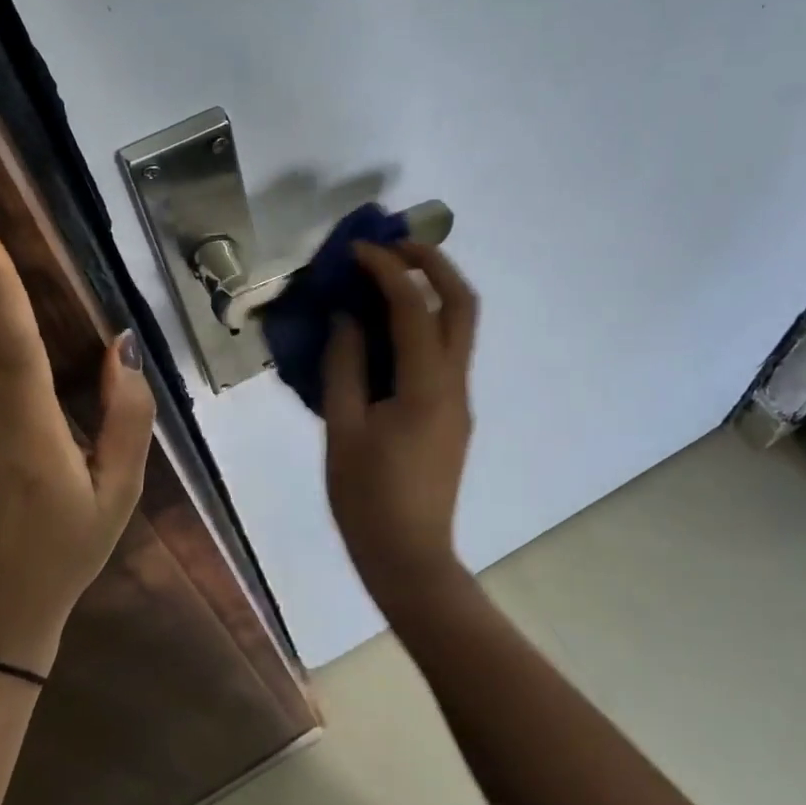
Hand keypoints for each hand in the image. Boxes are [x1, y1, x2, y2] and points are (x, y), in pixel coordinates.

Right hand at [322, 241, 478, 616]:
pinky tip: (388, 327)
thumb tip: (347, 318)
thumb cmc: (367, 500)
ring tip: (389, 274)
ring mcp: (460, 399)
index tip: (356, 250)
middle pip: (463, 304)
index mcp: (427, 387)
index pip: (414, 308)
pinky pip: (446, 351)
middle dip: (433, 263)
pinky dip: (425, 322)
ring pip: (461, 326)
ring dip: (432, 289)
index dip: (386, 270)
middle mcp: (455, 384)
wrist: (410, 559)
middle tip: (394, 245)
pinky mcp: (453, 413)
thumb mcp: (343, 430)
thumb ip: (345, 366)